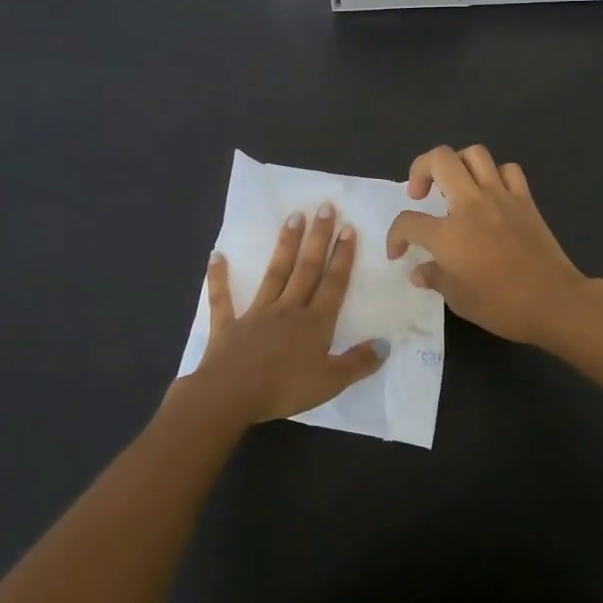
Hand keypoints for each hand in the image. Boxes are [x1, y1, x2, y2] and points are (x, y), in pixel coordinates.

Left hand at [188, 204, 384, 424]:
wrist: (231, 396)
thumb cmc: (284, 389)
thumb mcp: (331, 382)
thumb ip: (359, 363)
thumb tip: (386, 345)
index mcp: (315, 323)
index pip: (333, 284)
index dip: (342, 257)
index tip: (348, 228)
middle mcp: (288, 309)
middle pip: (306, 269)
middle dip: (318, 238)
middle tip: (324, 207)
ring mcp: (256, 314)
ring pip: (275, 274)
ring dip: (285, 245)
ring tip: (293, 217)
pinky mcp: (228, 325)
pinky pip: (223, 299)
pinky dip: (219, 278)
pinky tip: (217, 255)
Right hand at [385, 145, 591, 348]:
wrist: (554, 301)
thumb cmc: (502, 305)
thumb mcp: (458, 299)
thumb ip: (434, 278)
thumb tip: (418, 271)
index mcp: (448, 234)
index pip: (408, 222)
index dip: (395, 236)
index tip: (399, 252)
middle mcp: (470, 205)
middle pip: (439, 160)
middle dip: (420, 169)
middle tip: (421, 194)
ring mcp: (500, 197)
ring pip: (474, 154)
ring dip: (458, 163)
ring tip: (455, 185)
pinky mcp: (525, 200)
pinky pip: (508, 170)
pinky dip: (496, 175)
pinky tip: (491, 193)